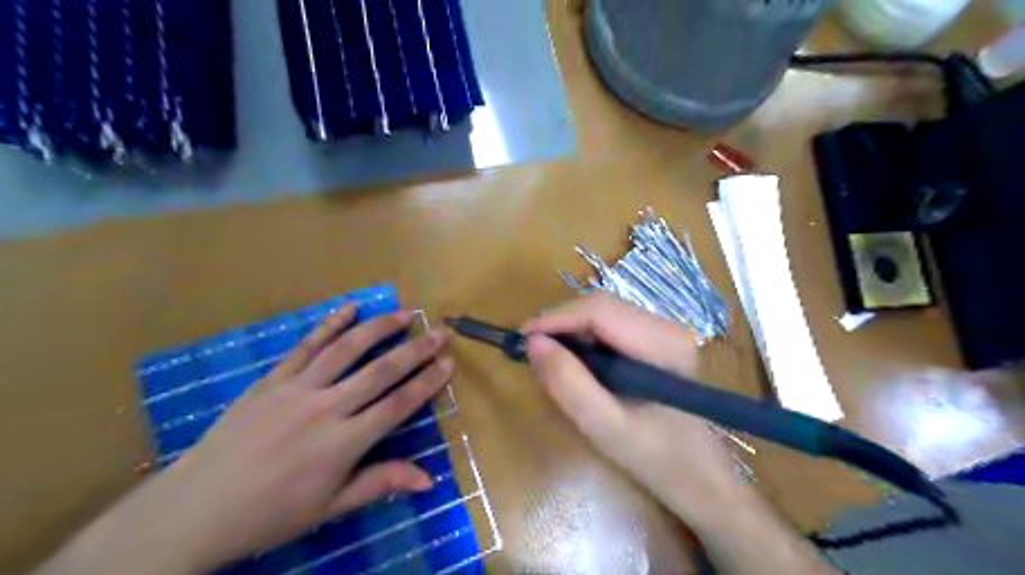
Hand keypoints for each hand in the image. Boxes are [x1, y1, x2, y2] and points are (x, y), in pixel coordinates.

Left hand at [39, 308, 453, 573]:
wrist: (195, 509)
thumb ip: (380, 483)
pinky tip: (349, 307)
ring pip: (347, 349)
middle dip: (415, 349)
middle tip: (439, 331)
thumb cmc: (270, 513)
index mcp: (343, 443)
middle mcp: (326, 408)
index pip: (398, 405)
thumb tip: (429, 481)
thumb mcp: (330, 507)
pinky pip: (306, 346)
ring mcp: (297, 389)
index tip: (448, 363)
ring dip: (379, 328)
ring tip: (404, 313)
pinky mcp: (272, 380)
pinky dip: (329, 324)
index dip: (427, 382)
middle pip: (381, 371)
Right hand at [523, 296, 749, 524]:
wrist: (699, 477)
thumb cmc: (656, 458)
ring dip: (570, 331)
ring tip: (548, 358)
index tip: (520, 339)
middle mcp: (666, 326)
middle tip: (531, 351)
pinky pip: (611, 327)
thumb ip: (569, 384)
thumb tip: (532, 343)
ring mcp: (664, 331)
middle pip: (600, 306)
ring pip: (603, 314)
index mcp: (661, 343)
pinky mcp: (657, 341)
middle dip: (560, 324)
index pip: (598, 310)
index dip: (555, 318)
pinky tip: (575, 363)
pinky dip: (585, 340)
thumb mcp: (605, 427)